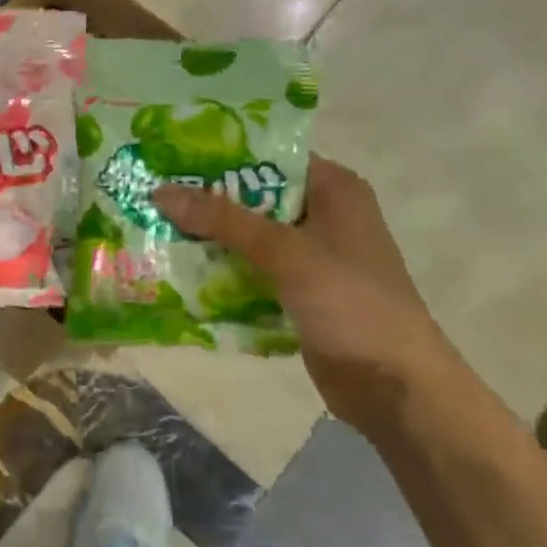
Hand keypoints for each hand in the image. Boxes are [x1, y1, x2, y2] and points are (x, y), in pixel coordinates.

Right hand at [154, 158, 464, 435]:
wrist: (396, 389)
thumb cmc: (351, 304)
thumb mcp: (286, 253)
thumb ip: (224, 220)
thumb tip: (161, 191)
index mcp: (334, 189)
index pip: (269, 157)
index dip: (220, 157)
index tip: (169, 159)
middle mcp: (322, 215)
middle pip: (252, 198)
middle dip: (205, 202)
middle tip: (150, 197)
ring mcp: (311, 257)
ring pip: (248, 237)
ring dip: (208, 239)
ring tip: (154, 231)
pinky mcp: (298, 292)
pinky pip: (251, 271)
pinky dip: (222, 271)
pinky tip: (179, 273)